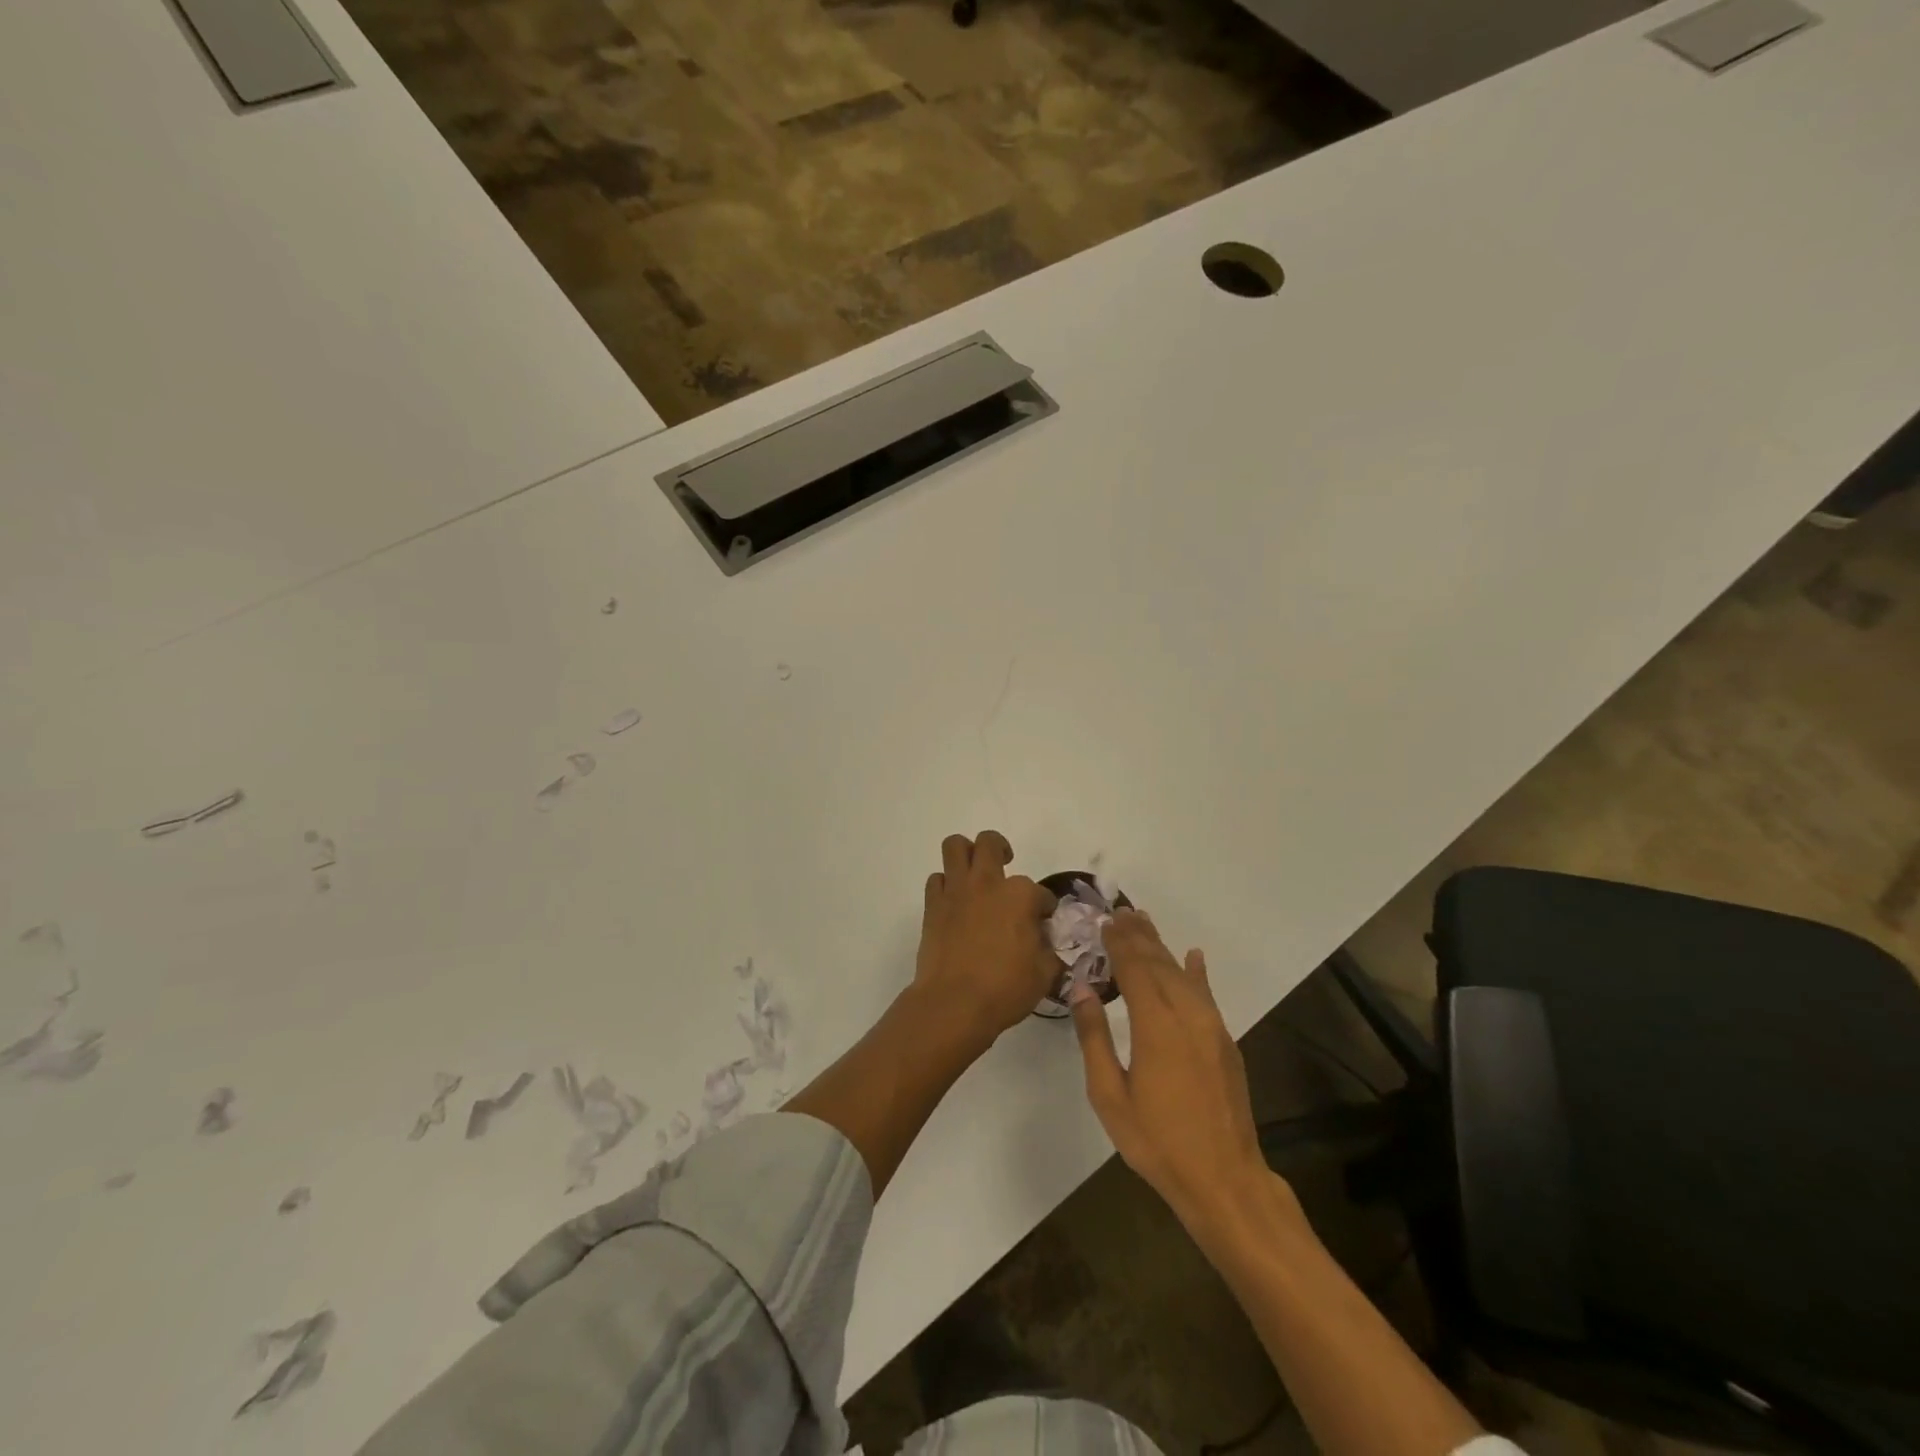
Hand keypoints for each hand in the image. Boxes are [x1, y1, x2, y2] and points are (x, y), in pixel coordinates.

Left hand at [913, 831, 1057, 1048]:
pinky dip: (946, 885)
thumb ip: (1049, 951)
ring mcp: (956, 891)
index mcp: (1020, 895)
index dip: (1045, 907)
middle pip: (990, 842)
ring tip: (975, 872)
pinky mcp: (933, 905)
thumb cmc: (1005, 989)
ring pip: (955, 846)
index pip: (1041, 893)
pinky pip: (937, 879)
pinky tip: (955, 902)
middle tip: (1005, 865)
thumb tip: (1044, 942)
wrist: (954, 1003)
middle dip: (1001, 849)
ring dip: (966, 853)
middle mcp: (987, 883)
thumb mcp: (1044, 974)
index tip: (1044, 922)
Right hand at [1072, 910, 1279, 1233]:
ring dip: (1162, 947)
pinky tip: (1194, 956)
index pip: (1134, 969)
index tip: (1105, 921)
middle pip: (1159, 963)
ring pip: (1183, 974)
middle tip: (1121, 911)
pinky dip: (1198, 972)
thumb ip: (1094, 1037)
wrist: (1224, 1179)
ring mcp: (1211, 1026)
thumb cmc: (1157, 1141)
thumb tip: (1081, 987)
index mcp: (1155, 1025)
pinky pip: (1207, 994)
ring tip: (1144, 923)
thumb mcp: (1110, 1095)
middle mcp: (1187, 1015)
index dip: (1119, 943)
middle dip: (1139, 936)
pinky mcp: (1225, 1041)